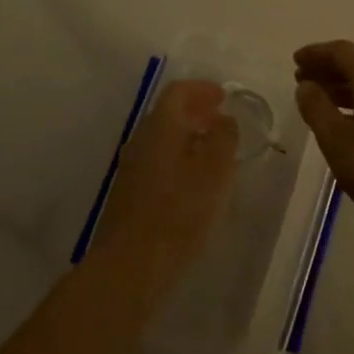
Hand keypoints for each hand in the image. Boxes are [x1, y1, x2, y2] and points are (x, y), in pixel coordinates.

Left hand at [96, 79, 239, 276]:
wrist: (131, 263)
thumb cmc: (179, 212)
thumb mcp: (215, 172)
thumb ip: (223, 139)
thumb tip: (224, 119)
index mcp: (160, 126)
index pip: (178, 92)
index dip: (202, 89)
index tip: (223, 97)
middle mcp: (141, 139)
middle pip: (167, 113)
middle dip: (196, 111)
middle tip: (221, 119)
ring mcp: (131, 166)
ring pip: (162, 138)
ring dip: (187, 136)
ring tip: (213, 151)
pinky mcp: (129, 192)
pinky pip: (157, 160)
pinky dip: (178, 157)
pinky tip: (194, 180)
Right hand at [293, 41, 353, 235]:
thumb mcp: (336, 139)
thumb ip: (316, 107)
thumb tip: (307, 86)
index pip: (342, 51)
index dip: (316, 53)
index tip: (295, 61)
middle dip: (327, 70)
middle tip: (301, 81)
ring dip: (342, 89)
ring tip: (319, 103)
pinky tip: (347, 125)